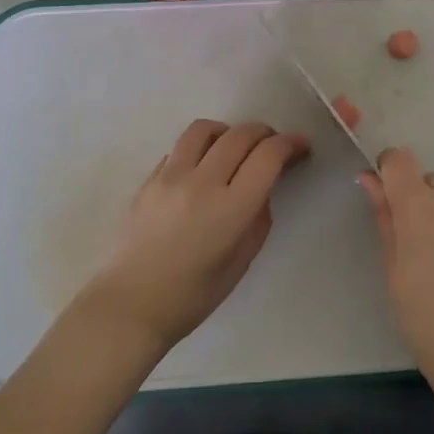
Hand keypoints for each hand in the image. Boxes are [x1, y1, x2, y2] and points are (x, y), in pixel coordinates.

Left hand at [81, 119, 308, 351]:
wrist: (131, 304)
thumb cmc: (193, 295)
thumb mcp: (242, 261)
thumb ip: (258, 216)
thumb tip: (262, 186)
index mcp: (231, 208)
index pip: (268, 155)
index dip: (290, 144)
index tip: (301, 147)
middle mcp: (202, 182)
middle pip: (241, 134)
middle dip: (265, 133)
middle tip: (272, 146)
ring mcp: (170, 176)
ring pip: (205, 129)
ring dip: (228, 132)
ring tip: (233, 149)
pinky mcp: (149, 178)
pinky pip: (180, 148)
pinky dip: (200, 149)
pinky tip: (201, 170)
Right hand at [361, 148, 433, 409]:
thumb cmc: (427, 322)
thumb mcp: (393, 272)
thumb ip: (385, 219)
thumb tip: (370, 179)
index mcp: (419, 207)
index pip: (400, 159)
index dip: (389, 172)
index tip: (386, 201)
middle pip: (430, 183)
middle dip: (419, 204)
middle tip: (416, 250)